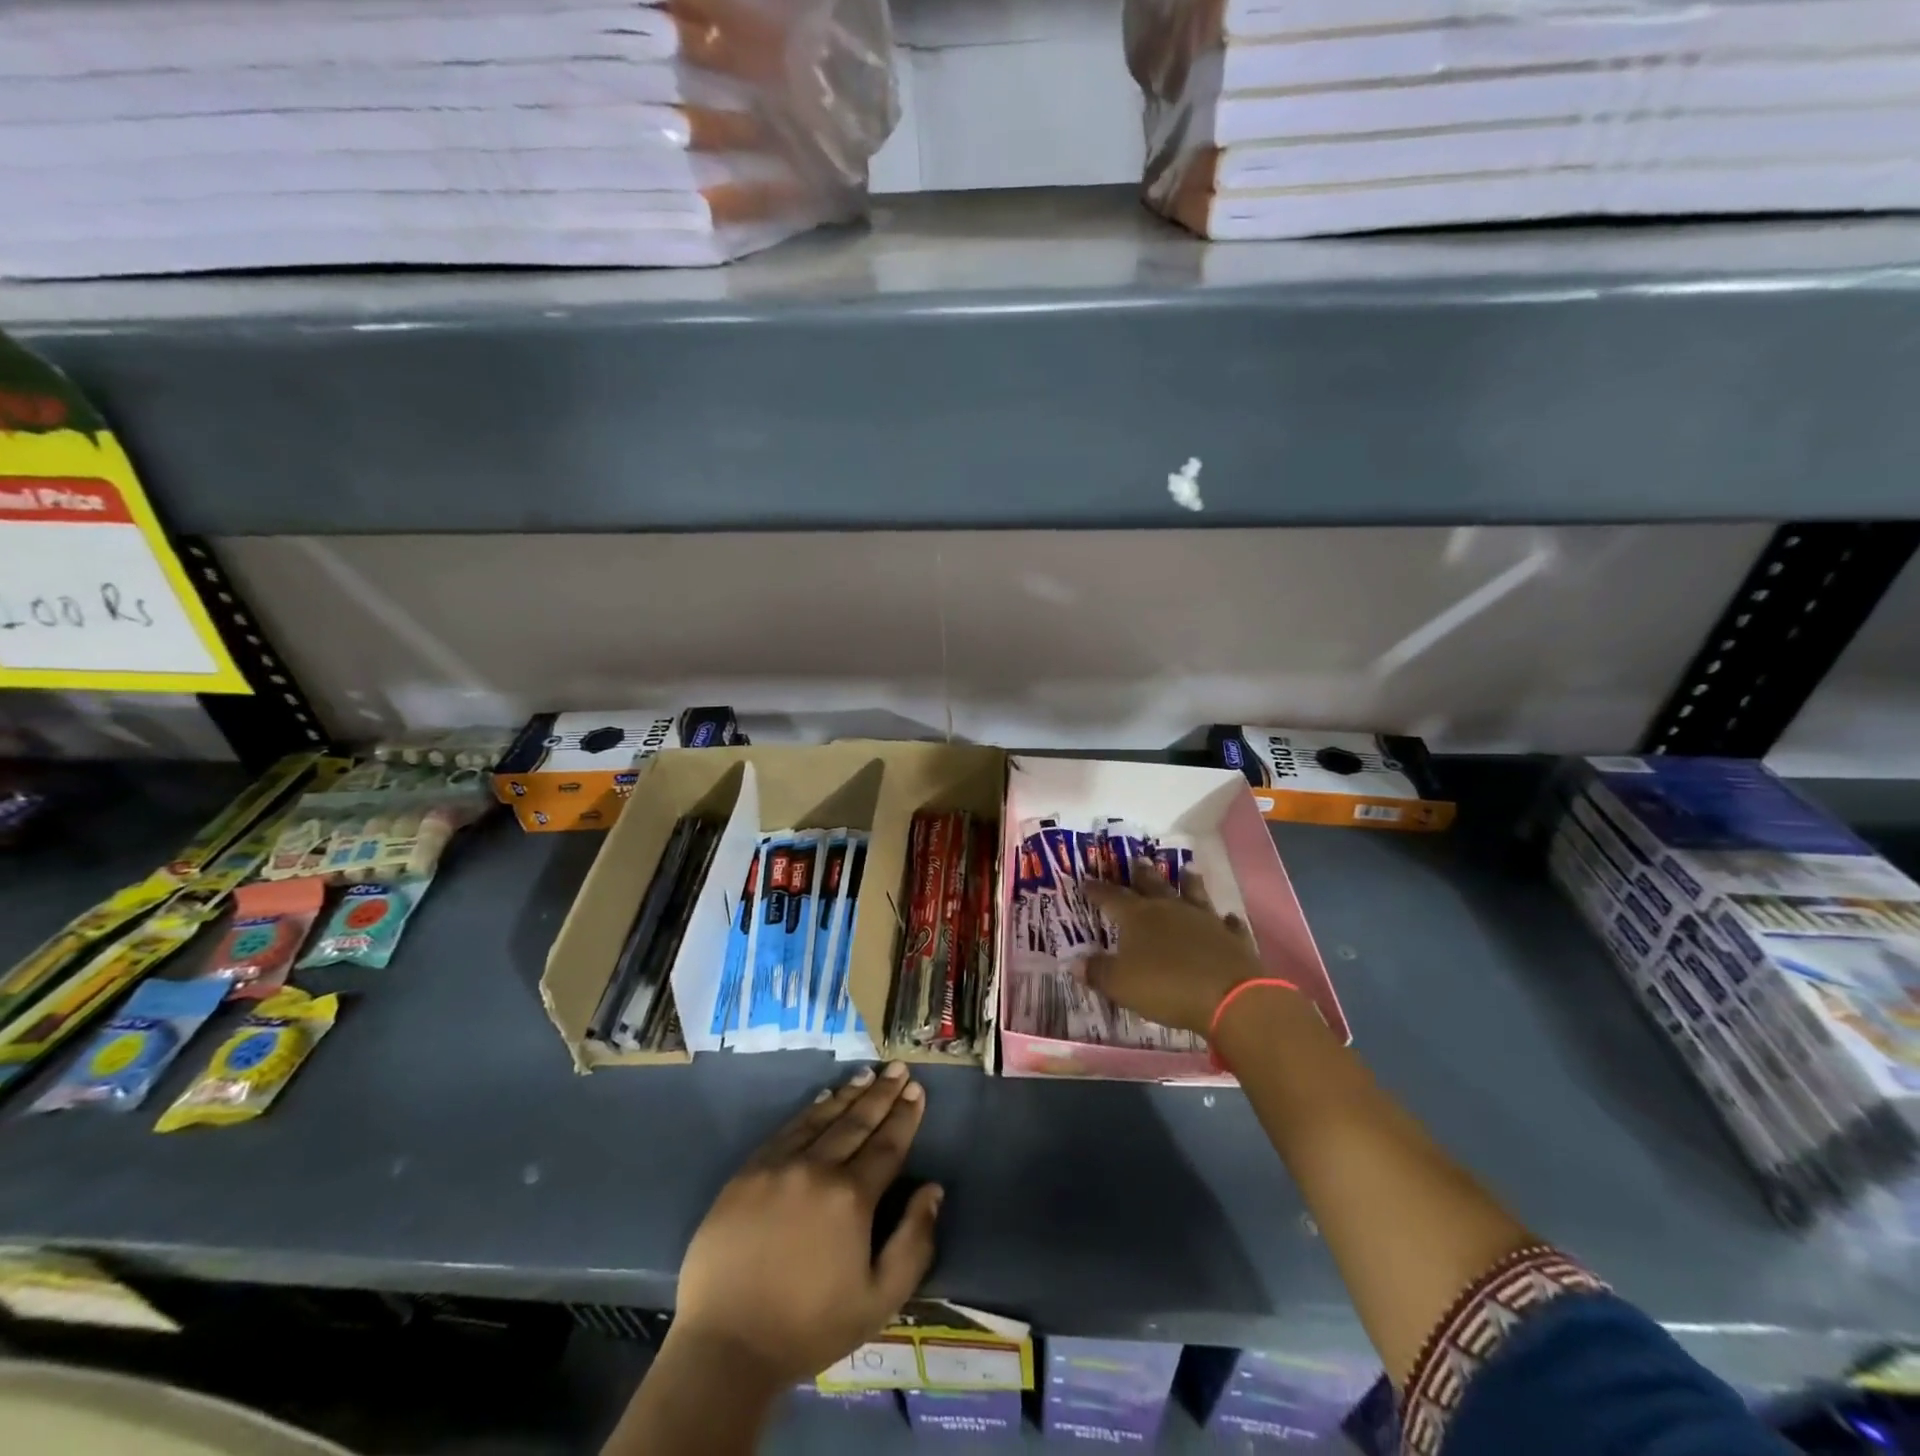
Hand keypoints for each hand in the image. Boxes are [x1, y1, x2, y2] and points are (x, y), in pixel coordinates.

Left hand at [670, 1062, 942, 1390]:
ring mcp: (780, 1165)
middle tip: (899, 1068)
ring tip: (869, 1073)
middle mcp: (818, 1168)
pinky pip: (788, 1129)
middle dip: (882, 1093)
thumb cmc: (808, 1327)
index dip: (905, 1116)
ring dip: (850, 1094)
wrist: (725, 1346)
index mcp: (852, 1198)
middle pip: (858, 1123)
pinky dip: (811, 1110)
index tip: (917, 1090)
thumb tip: (933, 1189)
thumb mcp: (878, 1301)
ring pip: (823, 1119)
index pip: (887, 1145)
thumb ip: (913, 1243)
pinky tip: (824, 1098)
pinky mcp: (749, 1172)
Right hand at [1082, 863, 1265, 1034]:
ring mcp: (1204, 920)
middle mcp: (1170, 909)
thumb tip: (1075, 962)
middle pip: (1153, 885)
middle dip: (1142, 873)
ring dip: (1189, 882)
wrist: (1228, 997)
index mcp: (1138, 917)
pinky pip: (1227, 924)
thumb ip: (1098, 972)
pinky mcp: (1232, 937)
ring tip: (1187, 869)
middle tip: (1139, 859)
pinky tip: (1226, 917)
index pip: (1111, 897)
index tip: (1086, 881)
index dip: (1097, 890)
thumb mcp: (1121, 985)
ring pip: (1193, 894)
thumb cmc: (1166, 988)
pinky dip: (1224, 920)